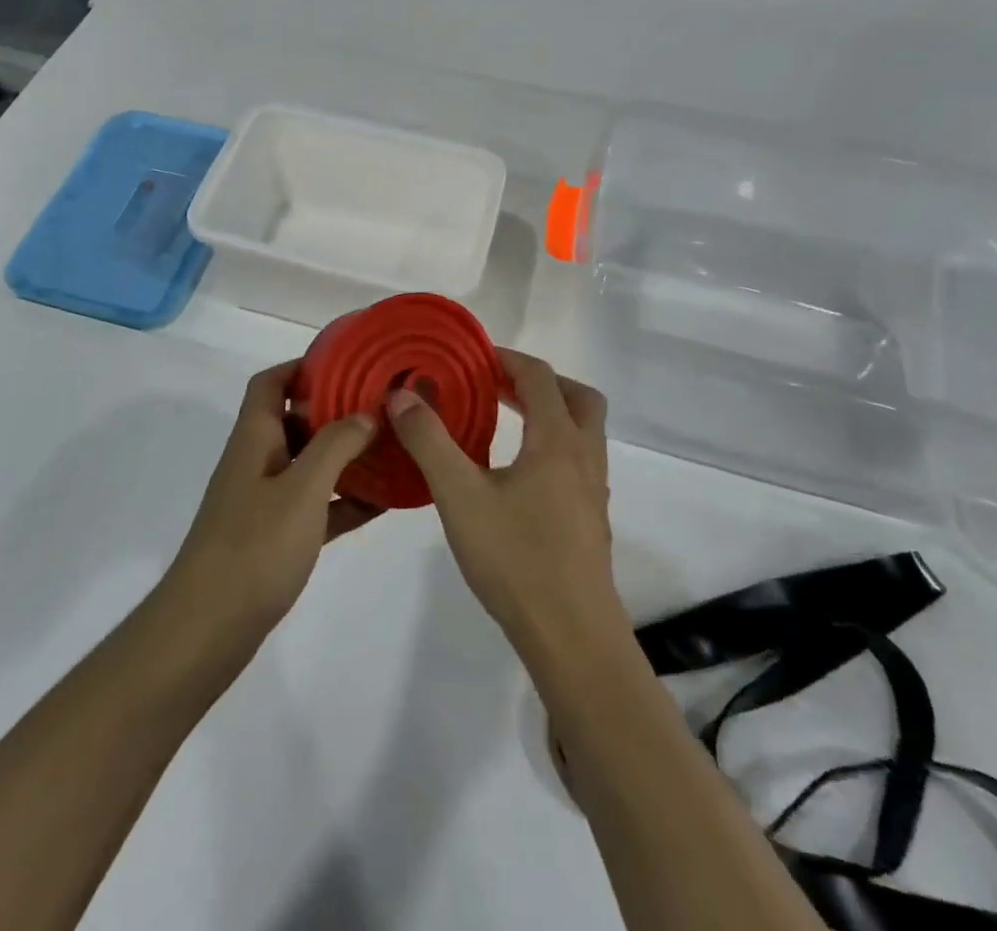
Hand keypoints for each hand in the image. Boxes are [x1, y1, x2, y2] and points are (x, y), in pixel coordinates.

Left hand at [161, 362, 383, 653]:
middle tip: (381, 408)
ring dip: (344, 456)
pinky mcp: (274, 537)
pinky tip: (381, 503)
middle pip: (294, 420)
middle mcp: (257, 461)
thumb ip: (335, 445)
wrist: (207, 629)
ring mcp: (263, 501)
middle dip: (335, 411)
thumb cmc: (254, 547)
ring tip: (389, 450)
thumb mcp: (302, 489)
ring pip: (308, 464)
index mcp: (254, 438)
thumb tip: (365, 414)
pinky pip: (315, 506)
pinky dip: (343, 501)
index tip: (347, 365)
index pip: (271, 383)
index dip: (303, 367)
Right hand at [387, 349, 626, 661]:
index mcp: (557, 440)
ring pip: (583, 431)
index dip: (507, 359)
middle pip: (577, 397)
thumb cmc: (515, 558)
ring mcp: (593, 491)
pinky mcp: (592, 520)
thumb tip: (403, 394)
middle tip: (497, 386)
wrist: (572, 637)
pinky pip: (578, 461)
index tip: (474, 358)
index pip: (540, 377)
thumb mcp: (459, 495)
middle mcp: (584, 457)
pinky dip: (553, 446)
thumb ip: (429, 440)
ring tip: (505, 424)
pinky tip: (518, 476)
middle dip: (539, 382)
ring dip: (550, 413)